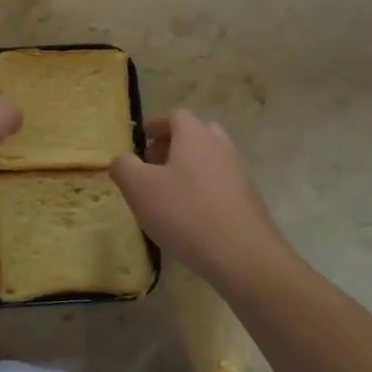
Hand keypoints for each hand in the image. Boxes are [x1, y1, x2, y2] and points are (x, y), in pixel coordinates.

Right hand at [109, 110, 294, 287]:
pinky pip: (221, 183)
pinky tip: (191, 214)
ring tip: (169, 191)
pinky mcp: (249, 200)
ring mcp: (239, 173)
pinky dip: (204, 188)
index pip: (176, 116)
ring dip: (190, 166)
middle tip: (154, 163)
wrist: (243, 256)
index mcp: (195, 136)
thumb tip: (121, 161)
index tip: (143, 137)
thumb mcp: (139, 188)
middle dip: (174, 143)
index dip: (157, 124)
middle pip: (197, 133)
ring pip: (211, 159)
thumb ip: (124, 167)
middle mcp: (221, 147)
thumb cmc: (185, 213)